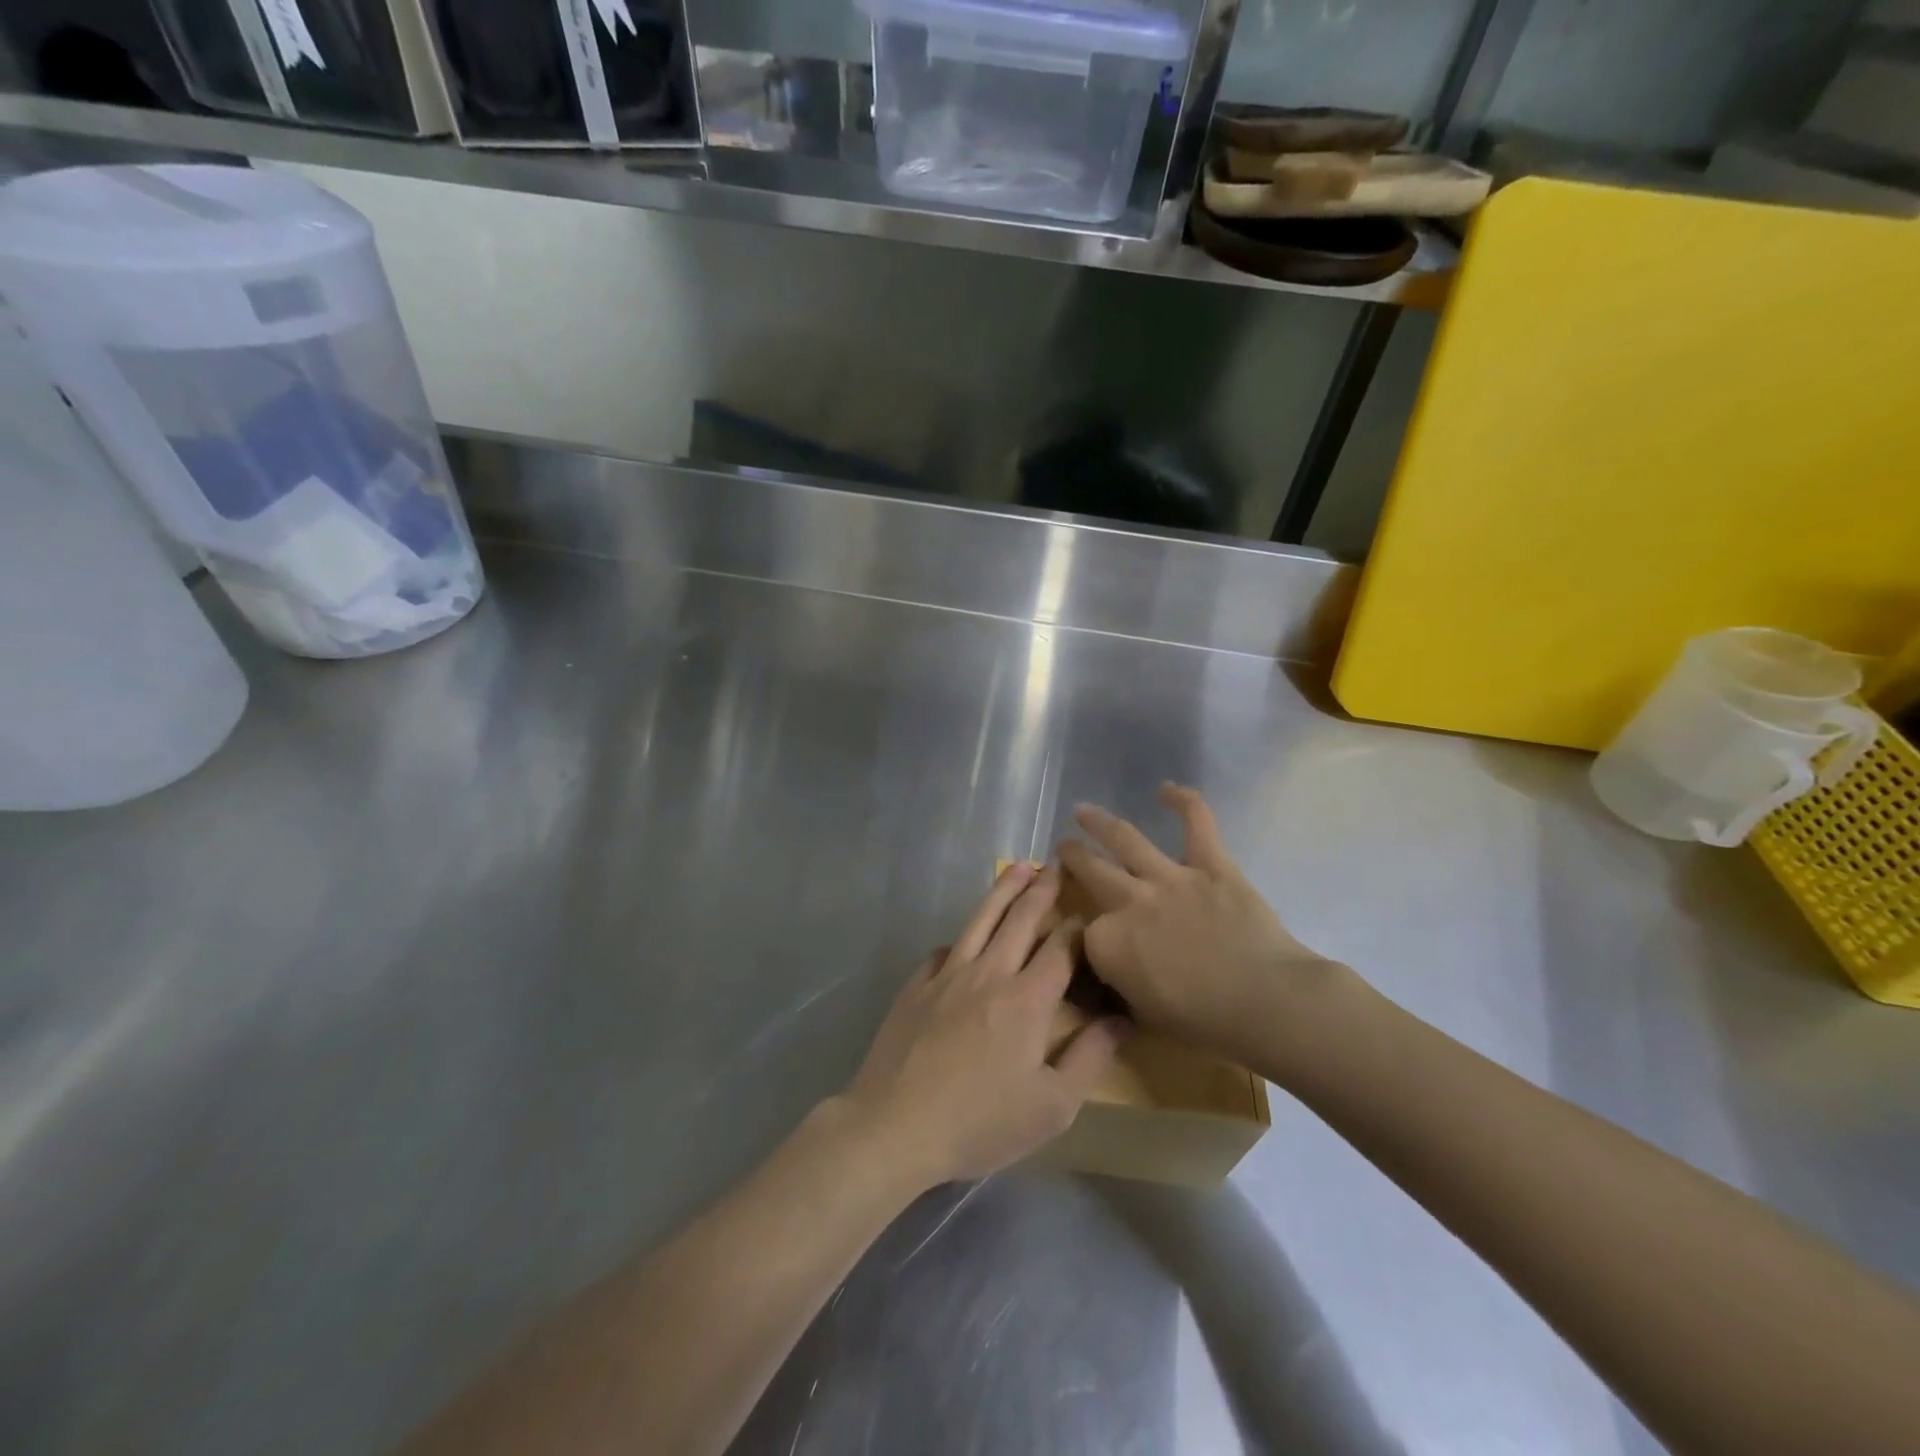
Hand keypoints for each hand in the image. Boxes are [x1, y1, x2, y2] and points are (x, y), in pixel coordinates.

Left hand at [837, 863, 1126, 1190]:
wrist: (895, 1126)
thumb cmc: (981, 1123)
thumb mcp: (1052, 1106)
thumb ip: (1091, 1056)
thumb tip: (1123, 1017)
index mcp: (1027, 999)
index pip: (1060, 947)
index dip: (1078, 927)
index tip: (1090, 913)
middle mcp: (988, 973)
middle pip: (1020, 919)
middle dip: (1042, 889)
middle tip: (1055, 864)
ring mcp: (947, 975)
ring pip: (980, 920)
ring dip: (1002, 891)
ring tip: (1018, 868)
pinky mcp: (915, 986)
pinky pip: (943, 951)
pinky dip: (960, 939)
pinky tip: (962, 941)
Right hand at [1059, 784, 1351, 1069]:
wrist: (1265, 1001)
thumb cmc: (1204, 1022)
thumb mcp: (1143, 1014)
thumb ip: (1120, 985)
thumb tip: (1112, 973)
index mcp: (1109, 942)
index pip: (1084, 932)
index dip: (1085, 934)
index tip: (1088, 936)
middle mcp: (1130, 901)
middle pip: (1090, 870)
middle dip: (1072, 857)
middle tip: (1064, 847)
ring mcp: (1170, 877)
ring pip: (1125, 839)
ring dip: (1100, 822)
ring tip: (1083, 810)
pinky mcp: (1211, 865)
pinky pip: (1197, 823)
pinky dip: (1184, 802)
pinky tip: (1167, 789)